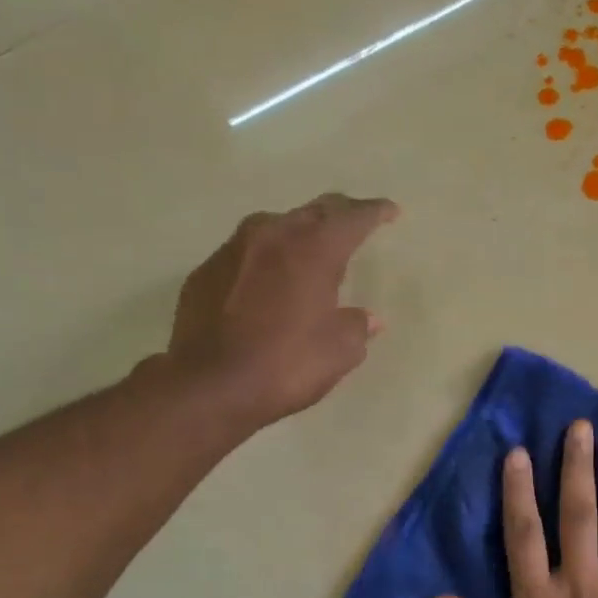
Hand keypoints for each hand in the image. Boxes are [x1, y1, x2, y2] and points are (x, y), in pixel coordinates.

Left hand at [167, 194, 397, 428]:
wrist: (209, 386)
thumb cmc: (286, 365)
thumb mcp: (339, 352)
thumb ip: (357, 326)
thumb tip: (368, 319)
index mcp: (313, 250)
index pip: (352, 217)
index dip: (375, 212)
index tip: (391, 211)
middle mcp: (272, 236)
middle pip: (313, 211)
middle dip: (338, 214)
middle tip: (355, 220)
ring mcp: (233, 250)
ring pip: (275, 227)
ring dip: (298, 233)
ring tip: (310, 249)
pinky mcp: (206, 271)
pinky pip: (245, 254)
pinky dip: (265, 260)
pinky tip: (268, 282)